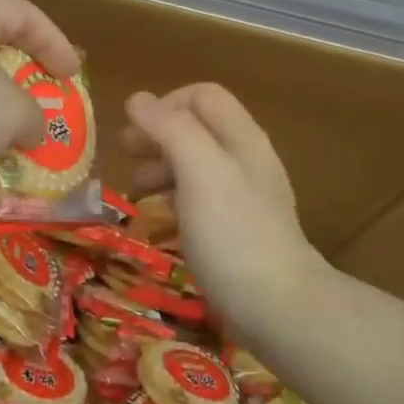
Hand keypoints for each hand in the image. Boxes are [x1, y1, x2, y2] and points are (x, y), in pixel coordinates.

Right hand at [123, 84, 321, 324]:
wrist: (279, 308)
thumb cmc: (233, 233)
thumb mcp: (199, 171)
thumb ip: (170, 129)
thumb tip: (137, 99)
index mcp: (241, 137)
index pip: (202, 95)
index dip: (164, 104)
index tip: (134, 133)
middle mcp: (246, 159)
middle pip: (198, 126)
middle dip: (157, 134)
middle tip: (123, 156)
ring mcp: (246, 196)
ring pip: (197, 162)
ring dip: (162, 165)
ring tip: (134, 190)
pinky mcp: (240, 229)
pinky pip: (201, 196)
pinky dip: (175, 195)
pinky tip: (161, 217)